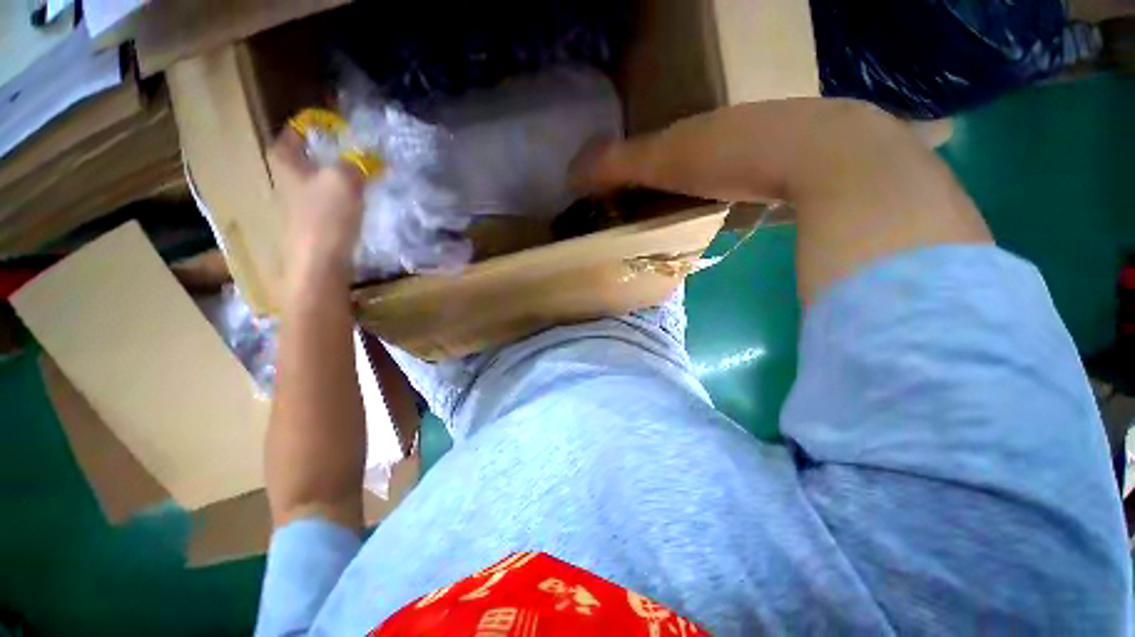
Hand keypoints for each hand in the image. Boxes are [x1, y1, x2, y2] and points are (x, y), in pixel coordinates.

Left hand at [267, 129, 365, 287]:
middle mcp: (286, 180)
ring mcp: (298, 204)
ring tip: (361, 174)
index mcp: (286, 162)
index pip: (293, 133)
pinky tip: (357, 201)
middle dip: (326, 150)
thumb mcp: (344, 179)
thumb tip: (370, 157)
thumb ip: (356, 163)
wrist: (320, 261)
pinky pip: (327, 200)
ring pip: (317, 179)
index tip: (333, 124)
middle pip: (305, 157)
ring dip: (336, 174)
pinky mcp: (314, 223)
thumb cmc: (326, 215)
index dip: (310, 125)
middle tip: (352, 149)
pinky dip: (341, 195)